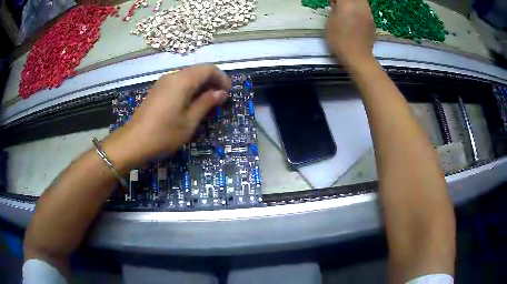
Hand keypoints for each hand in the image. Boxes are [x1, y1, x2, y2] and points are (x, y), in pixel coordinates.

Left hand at [103, 64, 230, 171]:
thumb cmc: (164, 134)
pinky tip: (191, 104)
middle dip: (212, 82)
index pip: (208, 69)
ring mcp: (163, 82)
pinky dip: (189, 89)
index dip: (222, 78)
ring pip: (188, 77)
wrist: (133, 142)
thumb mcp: (190, 121)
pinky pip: (178, 83)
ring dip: (201, 86)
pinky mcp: (158, 90)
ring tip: (207, 103)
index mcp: (182, 81)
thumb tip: (221, 93)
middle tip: (220, 100)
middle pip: (198, 71)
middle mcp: (173, 76)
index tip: (228, 93)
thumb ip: (206, 103)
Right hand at [325, 0, 375, 68]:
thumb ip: (334, 10)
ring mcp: (368, 13)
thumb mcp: (330, 23)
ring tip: (346, 10)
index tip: (331, 3)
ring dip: (353, 3)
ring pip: (361, 1)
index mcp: (347, 3)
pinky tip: (354, 17)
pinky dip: (359, 9)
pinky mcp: (372, 20)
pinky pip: (365, 8)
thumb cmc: (340, 40)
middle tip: (338, 5)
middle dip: (345, 0)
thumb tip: (337, 4)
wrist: (358, 57)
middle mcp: (360, 5)